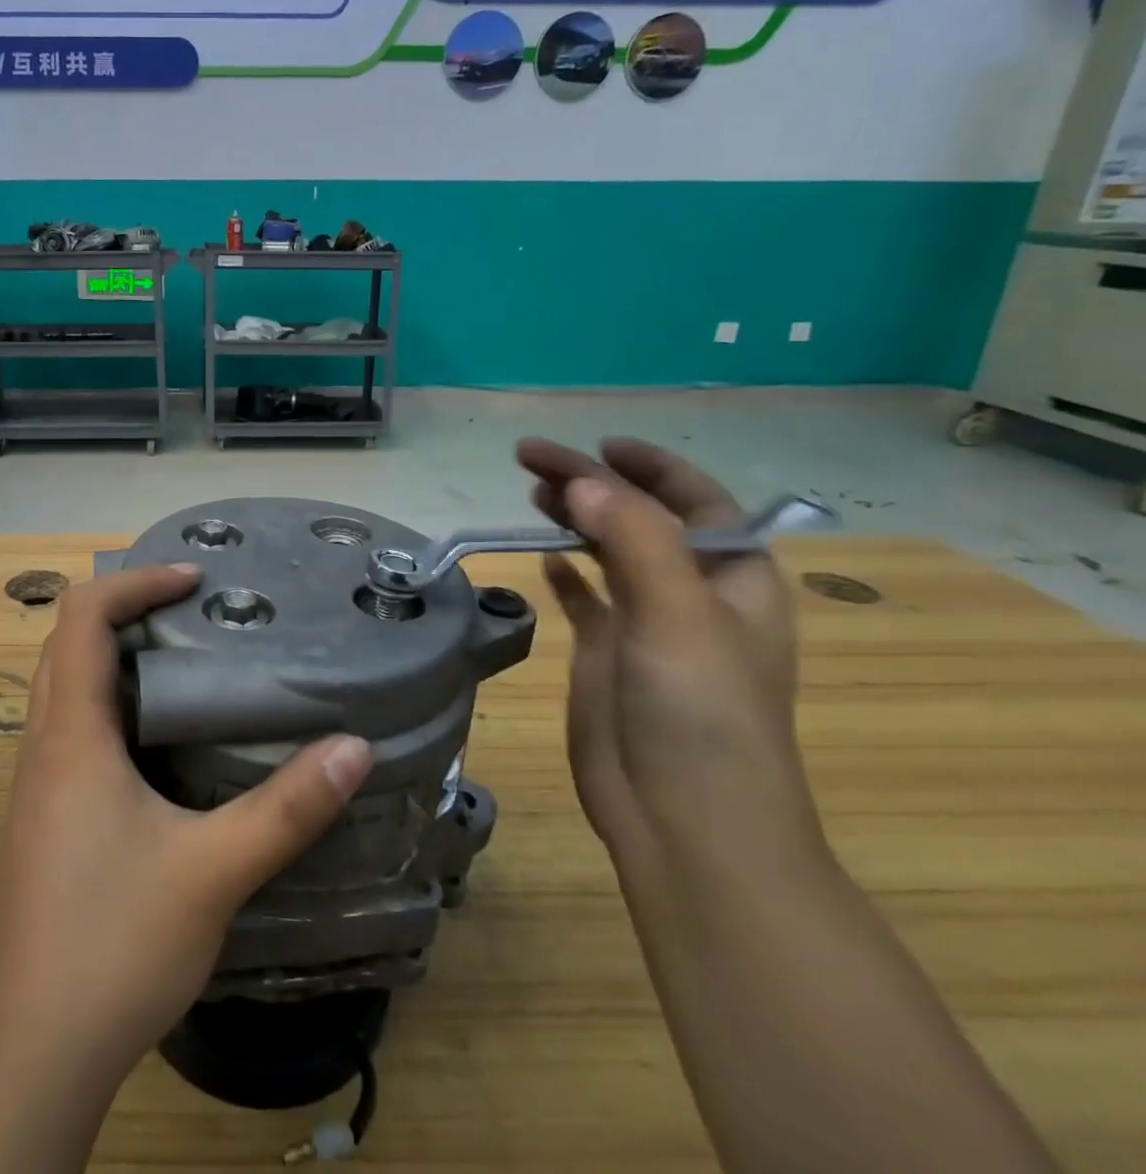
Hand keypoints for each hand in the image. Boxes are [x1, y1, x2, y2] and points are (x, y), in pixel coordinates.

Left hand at [0, 564, 372, 1172]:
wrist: (31, 1056)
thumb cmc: (113, 945)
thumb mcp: (213, 872)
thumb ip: (287, 807)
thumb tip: (354, 747)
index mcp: (71, 735)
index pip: (83, 617)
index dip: (135, 582)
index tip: (195, 579)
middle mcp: (43, 745)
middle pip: (68, 642)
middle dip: (126, 609)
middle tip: (193, 609)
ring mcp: (37, 784)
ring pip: (65, 685)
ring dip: (114, 655)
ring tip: (185, 659)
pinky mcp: (44, 818)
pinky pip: (71, 729)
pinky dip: (110, 703)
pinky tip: (161, 741)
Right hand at [517, 438, 822, 859]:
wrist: (683, 819)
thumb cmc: (701, 713)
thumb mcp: (678, 615)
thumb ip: (635, 539)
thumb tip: (582, 483)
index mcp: (733, 577)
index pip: (695, 500)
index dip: (651, 467)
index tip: (598, 444)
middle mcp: (692, 593)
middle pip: (641, 518)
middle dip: (593, 484)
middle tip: (530, 460)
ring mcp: (648, 624)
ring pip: (609, 551)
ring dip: (575, 517)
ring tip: (531, 491)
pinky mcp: (608, 654)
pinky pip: (587, 596)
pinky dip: (569, 572)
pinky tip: (546, 553)